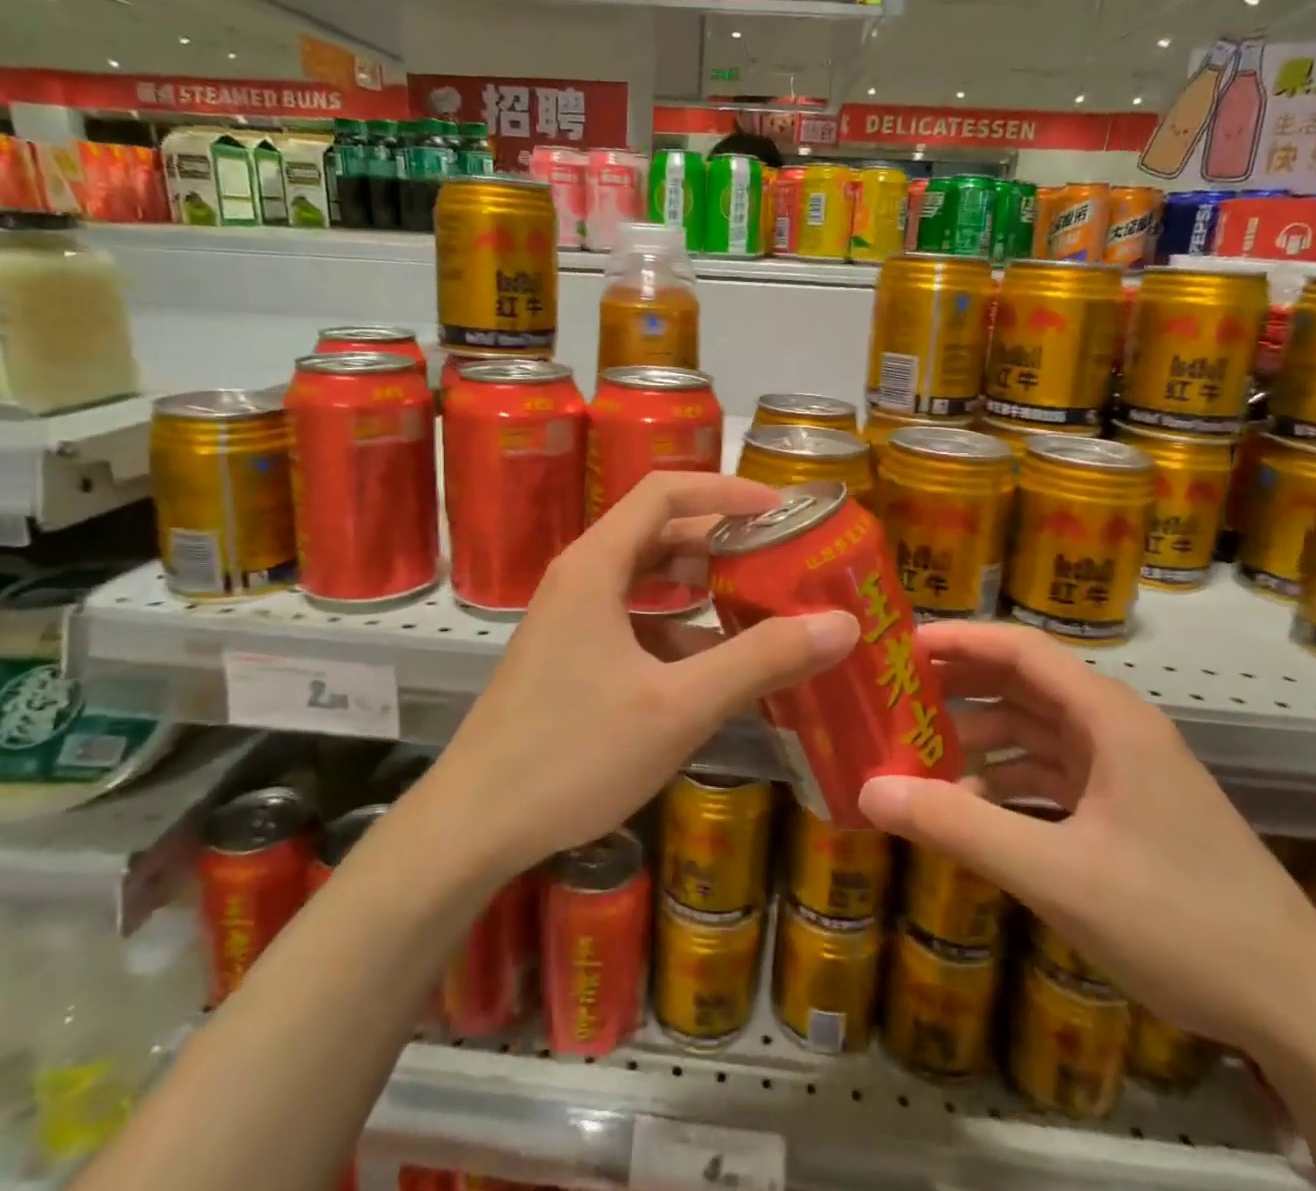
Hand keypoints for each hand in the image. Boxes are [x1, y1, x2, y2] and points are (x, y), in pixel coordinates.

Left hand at [426, 472, 859, 880]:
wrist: (474, 825)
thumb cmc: (573, 754)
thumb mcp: (678, 706)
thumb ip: (759, 660)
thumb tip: (841, 624)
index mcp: (596, 566)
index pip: (664, 493)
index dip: (725, 491)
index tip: (781, 510)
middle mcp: (581, 578)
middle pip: (657, 532)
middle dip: (721, 539)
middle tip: (780, 557)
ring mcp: (572, 619)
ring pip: (646, 579)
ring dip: (701, 585)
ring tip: (759, 602)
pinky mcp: (571, 656)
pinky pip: (634, 621)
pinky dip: (678, 628)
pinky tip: (715, 663)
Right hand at [858, 621, 1315, 1056]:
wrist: (1302, 1012)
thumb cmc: (1180, 921)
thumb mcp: (1057, 875)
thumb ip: (960, 829)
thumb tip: (870, 792)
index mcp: (1109, 719)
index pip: (1022, 650)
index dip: (959, 639)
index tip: (900, 647)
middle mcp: (1116, 731)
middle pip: (1024, 685)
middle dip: (959, 688)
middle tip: (894, 697)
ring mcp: (1124, 772)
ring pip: (1034, 733)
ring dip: (978, 740)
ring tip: (916, 754)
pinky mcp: (1127, 811)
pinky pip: (1051, 776)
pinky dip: (1006, 783)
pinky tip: (969, 810)